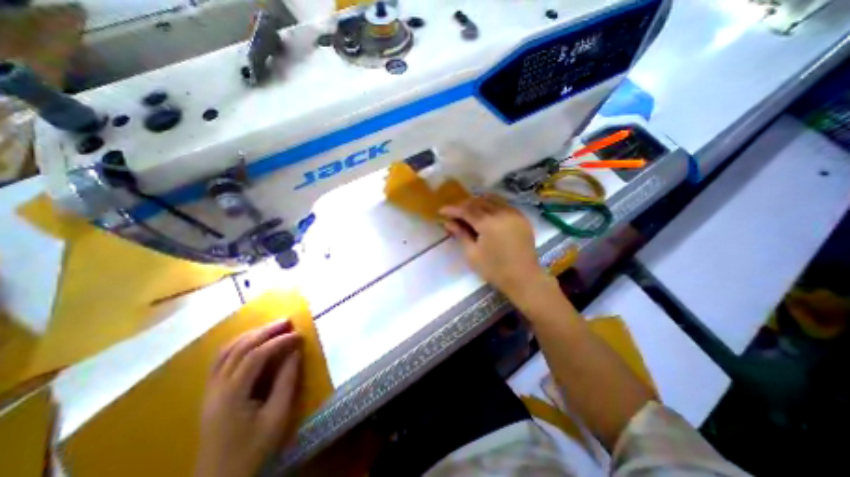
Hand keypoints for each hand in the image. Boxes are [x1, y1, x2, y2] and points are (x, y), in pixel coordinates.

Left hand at [194, 319, 303, 476]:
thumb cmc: (252, 450)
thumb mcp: (277, 417)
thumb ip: (286, 381)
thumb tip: (295, 352)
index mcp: (232, 395)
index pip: (256, 356)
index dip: (279, 341)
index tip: (299, 335)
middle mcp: (216, 388)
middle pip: (239, 348)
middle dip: (265, 331)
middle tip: (287, 321)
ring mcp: (209, 390)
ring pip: (226, 351)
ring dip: (250, 335)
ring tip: (272, 327)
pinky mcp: (210, 394)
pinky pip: (221, 360)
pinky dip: (238, 345)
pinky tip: (252, 342)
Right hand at [441, 193, 554, 300]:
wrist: (524, 278)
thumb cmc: (494, 270)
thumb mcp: (472, 254)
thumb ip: (460, 234)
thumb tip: (448, 222)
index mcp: (488, 223)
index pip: (467, 210)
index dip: (453, 209)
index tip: (441, 211)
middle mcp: (502, 213)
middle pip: (479, 202)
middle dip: (464, 205)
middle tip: (454, 212)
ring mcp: (514, 214)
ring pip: (492, 200)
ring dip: (477, 203)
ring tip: (468, 211)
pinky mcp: (522, 218)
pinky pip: (503, 205)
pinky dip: (491, 205)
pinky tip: (485, 212)